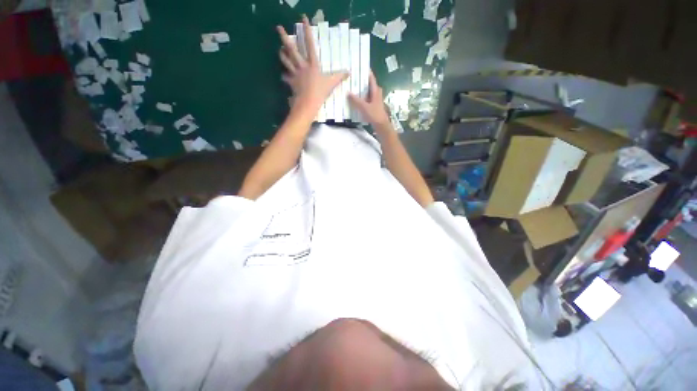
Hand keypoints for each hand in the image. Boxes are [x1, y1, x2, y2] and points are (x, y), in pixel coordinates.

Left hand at [277, 16, 347, 112]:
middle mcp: (302, 66)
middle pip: (292, 50)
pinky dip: (285, 77)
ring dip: (282, 55)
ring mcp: (295, 74)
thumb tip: (349, 72)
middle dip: (285, 37)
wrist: (308, 103)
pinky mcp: (291, 82)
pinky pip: (286, 78)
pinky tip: (283, 76)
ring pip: (286, 61)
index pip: (310, 45)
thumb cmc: (320, 92)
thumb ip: (339, 77)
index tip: (303, 19)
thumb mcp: (332, 84)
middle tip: (278, 27)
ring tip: (280, 50)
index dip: (307, 31)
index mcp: (313, 64)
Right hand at [348, 71, 390, 129]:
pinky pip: (365, 99)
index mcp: (375, 90)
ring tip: (349, 88)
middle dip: (359, 81)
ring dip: (359, 90)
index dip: (365, 71)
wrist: (381, 126)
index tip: (357, 66)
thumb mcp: (364, 107)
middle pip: (367, 84)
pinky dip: (360, 98)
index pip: (370, 77)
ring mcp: (374, 99)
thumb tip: (348, 92)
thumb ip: (356, 100)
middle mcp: (376, 93)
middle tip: (350, 78)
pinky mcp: (372, 106)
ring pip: (366, 92)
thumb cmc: (374, 115)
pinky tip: (353, 100)